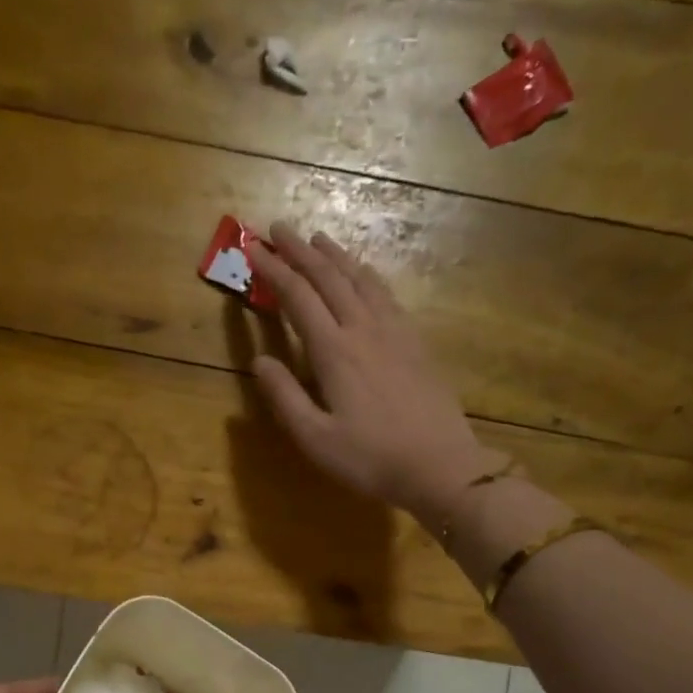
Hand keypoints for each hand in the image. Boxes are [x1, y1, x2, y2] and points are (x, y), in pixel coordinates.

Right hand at [246, 222, 506, 522]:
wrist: (440, 465)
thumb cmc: (370, 458)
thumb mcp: (315, 438)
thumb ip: (284, 397)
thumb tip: (258, 361)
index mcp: (334, 351)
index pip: (297, 297)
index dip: (273, 271)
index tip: (252, 248)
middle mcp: (363, 329)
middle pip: (328, 278)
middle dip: (300, 250)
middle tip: (277, 227)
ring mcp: (394, 332)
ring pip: (360, 279)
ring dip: (335, 255)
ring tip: (317, 238)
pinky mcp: (414, 342)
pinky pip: (386, 294)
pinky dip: (366, 275)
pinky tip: (363, 274)